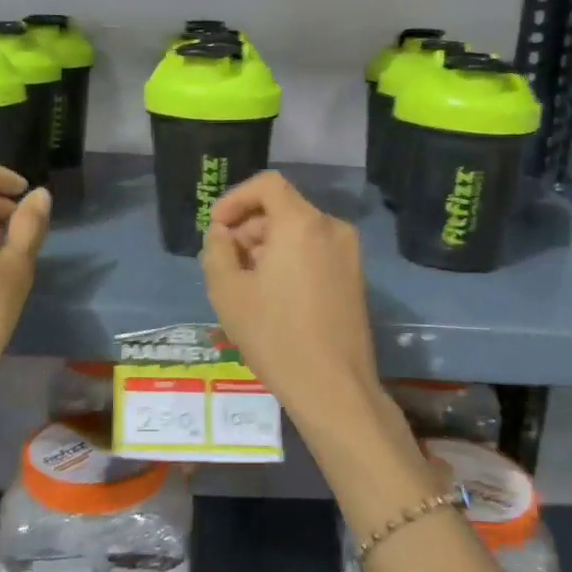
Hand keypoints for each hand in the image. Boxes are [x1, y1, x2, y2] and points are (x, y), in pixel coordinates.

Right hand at [202, 171, 428, 530]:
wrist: (333, 387)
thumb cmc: (274, 335)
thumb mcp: (228, 291)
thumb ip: (217, 250)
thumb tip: (223, 234)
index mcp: (302, 223)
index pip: (267, 184)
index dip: (235, 199)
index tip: (217, 227)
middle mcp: (332, 228)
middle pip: (282, 209)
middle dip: (249, 228)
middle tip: (225, 263)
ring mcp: (349, 253)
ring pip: (299, 232)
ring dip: (267, 246)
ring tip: (245, 284)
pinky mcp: (355, 278)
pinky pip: (315, 252)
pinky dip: (290, 260)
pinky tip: (273, 296)